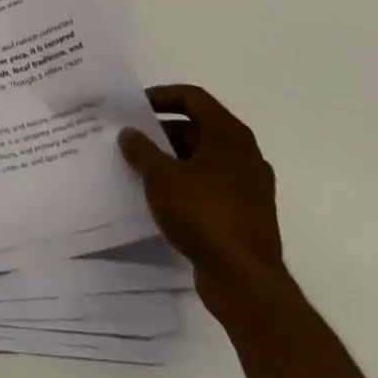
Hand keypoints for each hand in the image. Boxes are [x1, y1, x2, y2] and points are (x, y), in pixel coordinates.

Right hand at [119, 85, 284, 303]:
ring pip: (203, 159)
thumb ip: (141, 149)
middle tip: (132, 137)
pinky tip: (160, 197)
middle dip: (162, 130)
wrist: (245, 281)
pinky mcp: (245, 215)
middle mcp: (244, 156)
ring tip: (139, 167)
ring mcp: (248, 187)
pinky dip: (185, 183)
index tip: (134, 106)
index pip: (193, 98)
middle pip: (198, 128)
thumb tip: (129, 133)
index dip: (162, 96)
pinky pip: (209, 186)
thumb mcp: (161, 176)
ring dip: (172, 159)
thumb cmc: (204, 214)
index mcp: (230, 136)